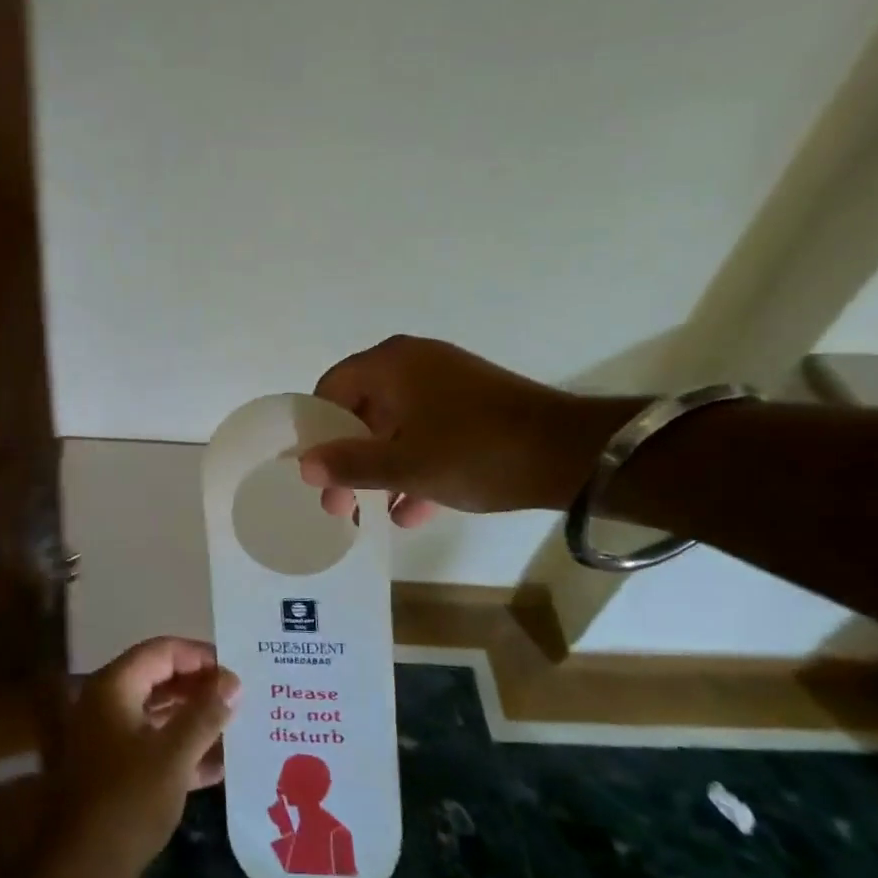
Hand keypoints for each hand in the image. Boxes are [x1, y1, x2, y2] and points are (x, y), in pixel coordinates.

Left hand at [33, 638, 237, 877]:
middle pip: (161, 679)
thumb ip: (205, 714)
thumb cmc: (127, 801)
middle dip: (201, 688)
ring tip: (240, 725)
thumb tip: (233, 681)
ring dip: (197, 720)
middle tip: (244, 697)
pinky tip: (222, 765)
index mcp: (115, 687)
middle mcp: (109, 703)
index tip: (238, 670)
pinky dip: (185, 751)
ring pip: (160, 714)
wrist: (81, 870)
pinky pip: (156, 746)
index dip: (200, 656)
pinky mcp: (118, 770)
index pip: (162, 651)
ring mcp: (112, 738)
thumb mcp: (174, 755)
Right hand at [298, 335, 622, 524]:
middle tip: (339, 502)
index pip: (331, 390)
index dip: (316, 432)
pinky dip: (415, 466)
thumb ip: (349, 464)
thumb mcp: (404, 465)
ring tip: (369, 514)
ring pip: (395, 426)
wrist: (573, 455)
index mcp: (391, 364)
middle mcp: (414, 364)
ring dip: (380, 469)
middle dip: (348, 459)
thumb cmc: (474, 452)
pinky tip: (410, 512)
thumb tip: (304, 465)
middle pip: (362, 411)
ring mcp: (447, 384)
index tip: (313, 471)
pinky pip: (428, 432)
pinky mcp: (473, 407)